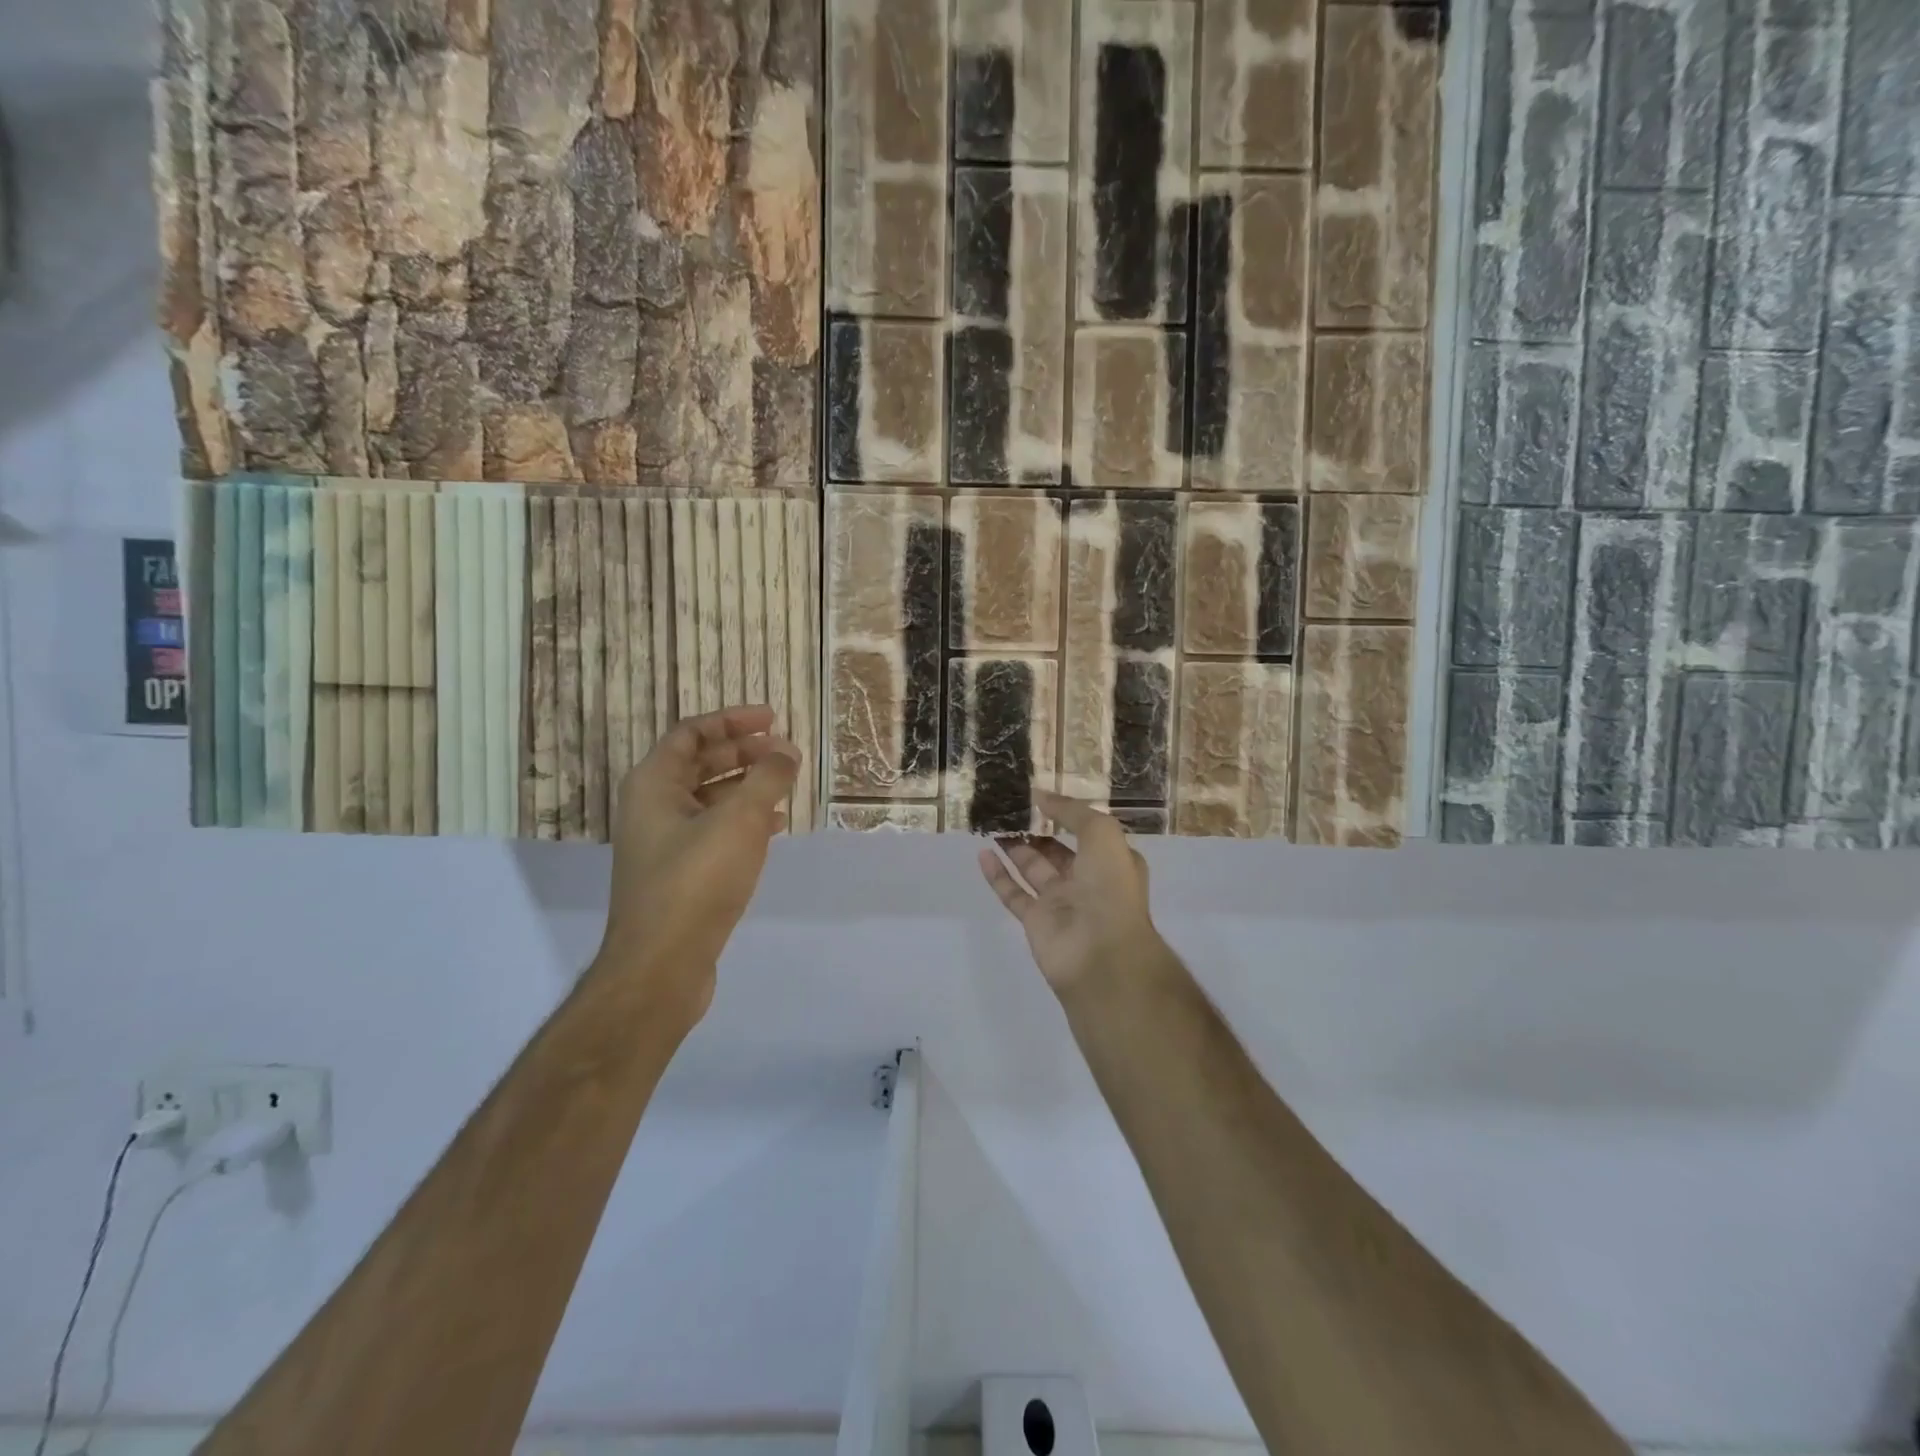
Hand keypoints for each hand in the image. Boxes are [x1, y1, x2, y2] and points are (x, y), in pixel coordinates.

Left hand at [595, 705, 798, 1020]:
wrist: (662, 965)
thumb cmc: (696, 880)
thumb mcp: (740, 820)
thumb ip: (767, 778)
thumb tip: (787, 752)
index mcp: (653, 784)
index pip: (692, 733)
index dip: (732, 720)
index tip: (773, 719)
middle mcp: (652, 808)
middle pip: (700, 763)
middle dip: (744, 753)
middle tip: (785, 752)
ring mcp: (665, 843)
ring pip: (710, 799)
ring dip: (748, 786)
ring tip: (787, 784)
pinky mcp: (680, 874)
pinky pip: (715, 830)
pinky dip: (745, 820)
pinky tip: (776, 827)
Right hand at [978, 790, 1168, 996]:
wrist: (1102, 953)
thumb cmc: (1110, 887)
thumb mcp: (1101, 833)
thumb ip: (1071, 811)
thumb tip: (1040, 796)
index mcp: (1112, 860)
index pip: (1087, 832)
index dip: (1066, 814)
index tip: (1038, 797)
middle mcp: (1088, 880)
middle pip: (1056, 849)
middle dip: (1035, 830)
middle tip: (1008, 808)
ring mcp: (1061, 902)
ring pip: (1032, 868)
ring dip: (1014, 847)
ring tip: (992, 823)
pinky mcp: (1036, 921)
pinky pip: (1013, 892)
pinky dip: (997, 875)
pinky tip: (982, 853)